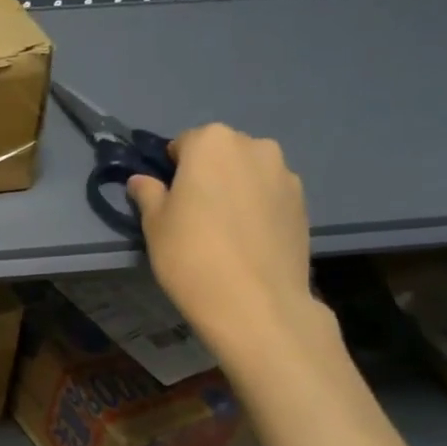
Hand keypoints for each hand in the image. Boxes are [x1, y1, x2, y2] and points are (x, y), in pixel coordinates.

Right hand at [126, 125, 329, 365]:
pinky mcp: (304, 204)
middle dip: (208, 173)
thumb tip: (142, 181)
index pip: (184, 143)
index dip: (173, 168)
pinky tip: (247, 241)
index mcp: (212, 142)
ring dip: (236, 189)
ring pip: (249, 173)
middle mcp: (254, 147)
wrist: (256, 303)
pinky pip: (270, 196)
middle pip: (221, 153)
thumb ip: (148, 194)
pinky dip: (258, 208)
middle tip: (195, 212)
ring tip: (225, 229)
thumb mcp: (154, 223)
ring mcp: (285, 175)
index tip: (169, 196)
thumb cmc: (191, 254)